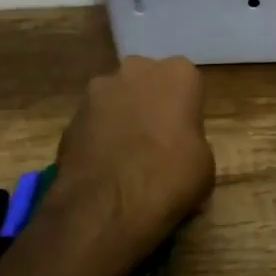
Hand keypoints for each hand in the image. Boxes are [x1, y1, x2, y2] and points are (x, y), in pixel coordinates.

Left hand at [47, 56, 215, 275]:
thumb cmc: (170, 177)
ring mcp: (97, 91)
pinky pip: (93, 123)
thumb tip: (178, 148)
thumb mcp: (205, 163)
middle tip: (157, 141)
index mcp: (177, 74)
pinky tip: (104, 167)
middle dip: (150, 104)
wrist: (109, 205)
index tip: (185, 134)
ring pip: (116, 99)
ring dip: (122, 118)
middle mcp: (135, 70)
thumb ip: (192, 140)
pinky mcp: (71, 117)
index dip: (186, 109)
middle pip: (147, 82)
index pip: (187, 83)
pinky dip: (99, 138)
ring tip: (126, 157)